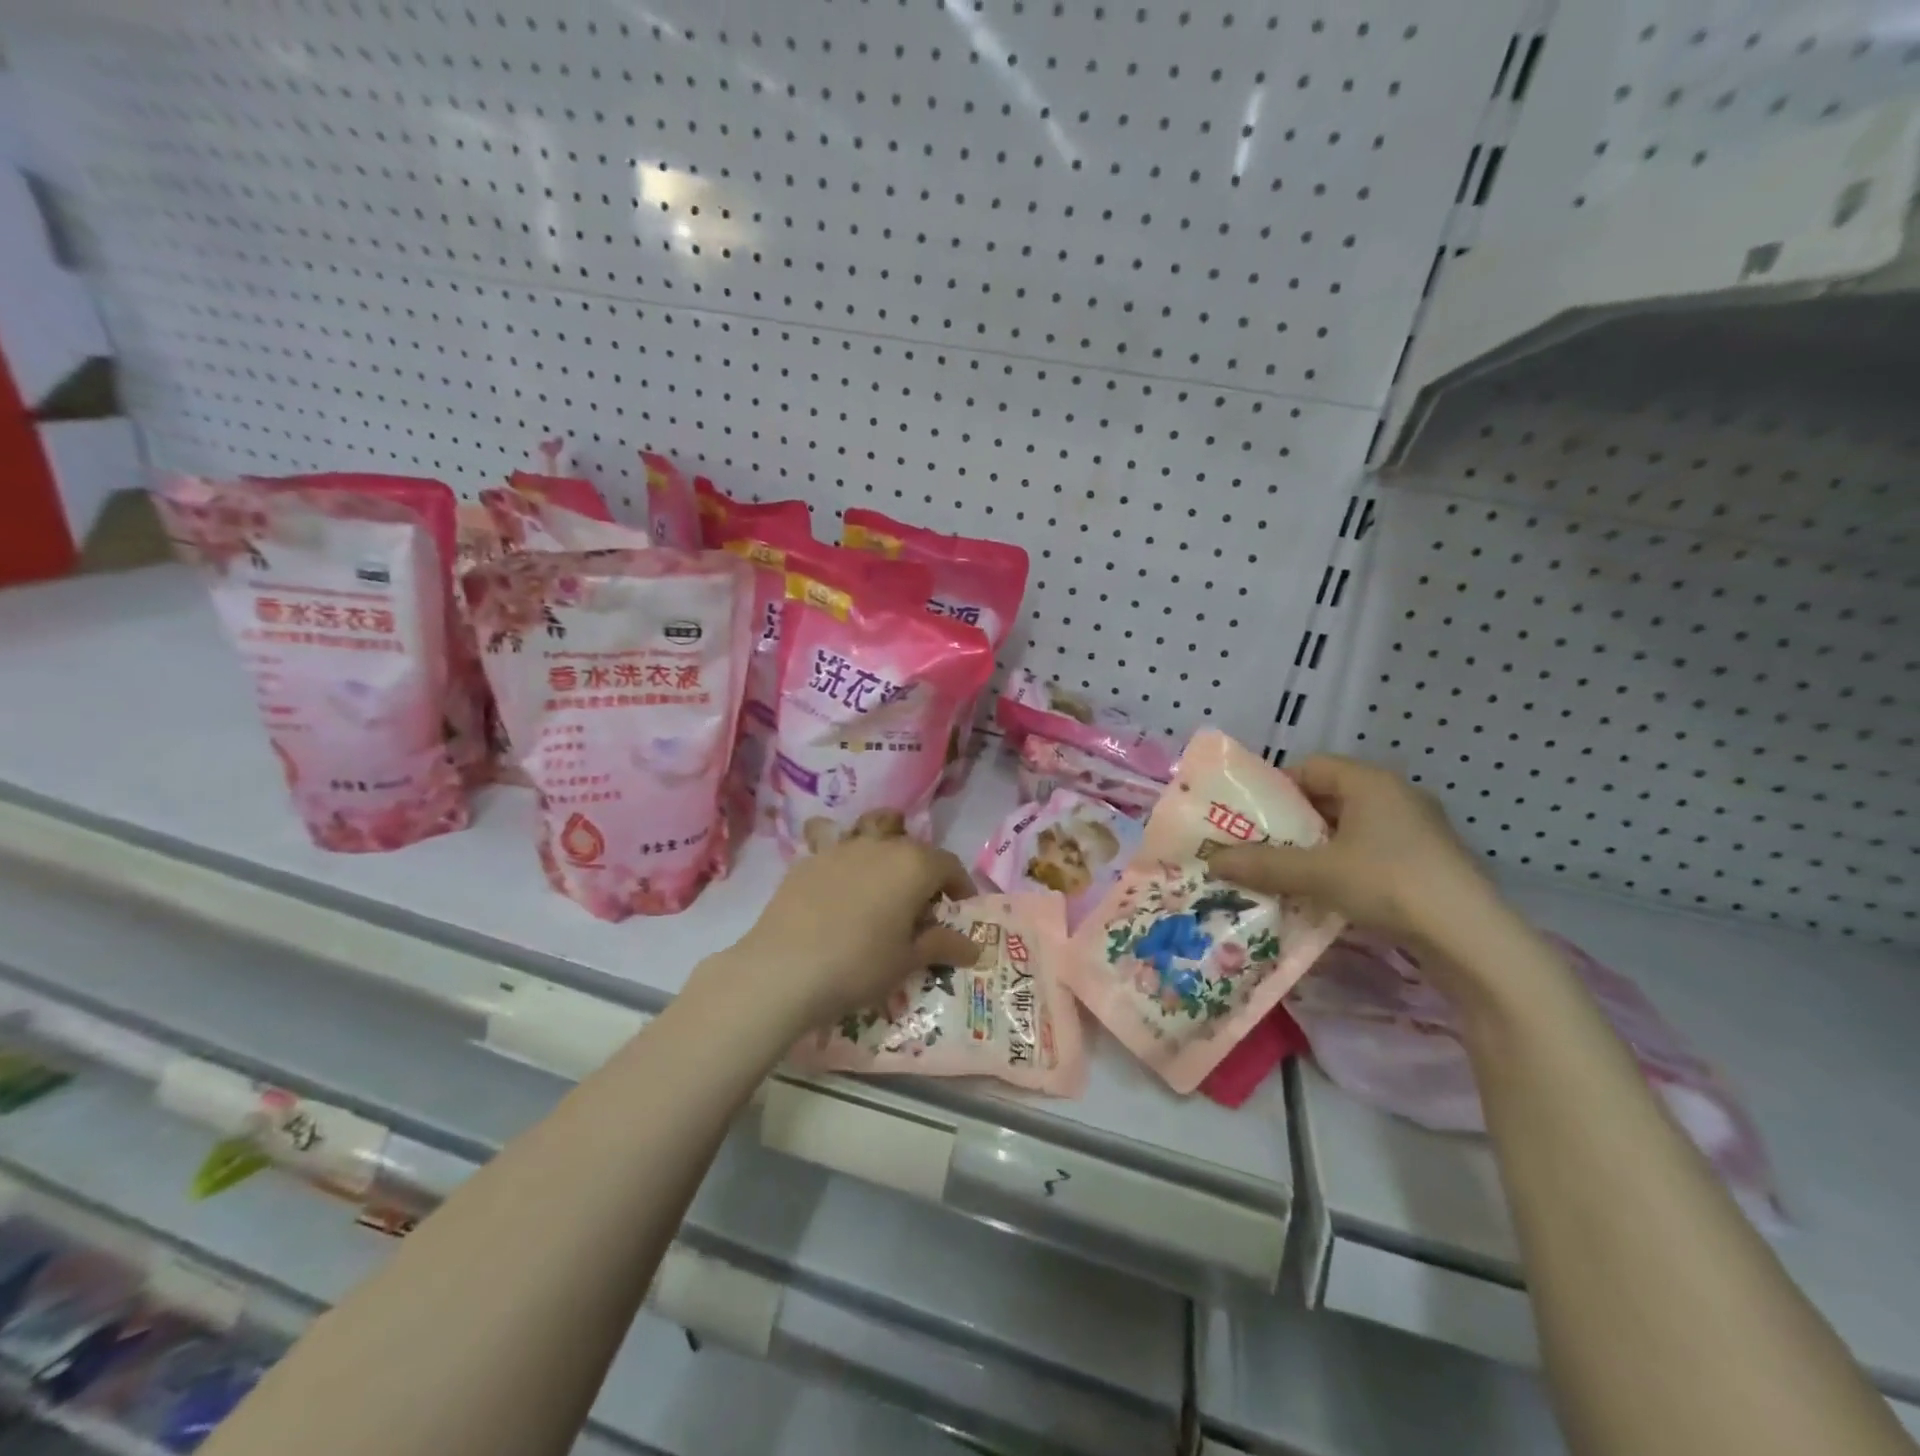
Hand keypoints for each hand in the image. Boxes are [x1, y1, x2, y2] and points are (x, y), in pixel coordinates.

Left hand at [730, 836, 978, 1031]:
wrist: (783, 969)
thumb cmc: (858, 965)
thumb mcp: (907, 960)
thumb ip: (941, 945)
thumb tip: (974, 949)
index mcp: (914, 865)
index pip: (949, 865)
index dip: (960, 886)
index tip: (959, 910)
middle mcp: (881, 845)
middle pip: (912, 846)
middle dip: (923, 869)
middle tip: (920, 904)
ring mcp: (841, 847)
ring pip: (872, 829)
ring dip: (884, 844)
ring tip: (880, 877)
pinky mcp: (809, 859)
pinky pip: (836, 847)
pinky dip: (846, 861)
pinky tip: (839, 891)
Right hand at [1209, 755, 1500, 954]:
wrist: (1471, 938)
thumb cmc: (1389, 883)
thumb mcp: (1316, 873)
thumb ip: (1262, 864)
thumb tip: (1211, 861)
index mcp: (1371, 782)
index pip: (1311, 767)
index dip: (1275, 787)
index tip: (1249, 816)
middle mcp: (1396, 796)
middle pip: (1329, 798)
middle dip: (1291, 822)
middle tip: (1258, 846)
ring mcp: (1418, 830)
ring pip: (1350, 829)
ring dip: (1316, 848)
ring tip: (1284, 873)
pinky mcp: (1429, 863)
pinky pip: (1372, 852)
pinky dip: (1344, 866)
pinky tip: (1326, 894)